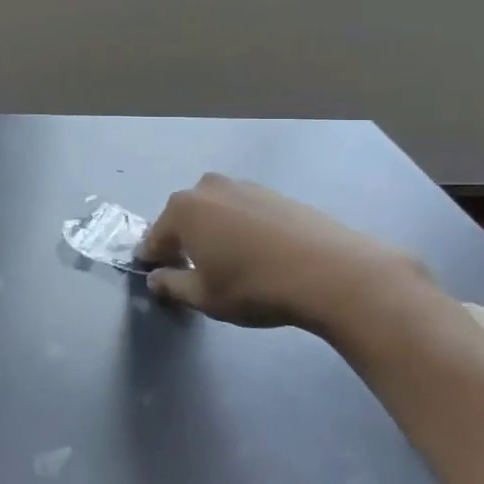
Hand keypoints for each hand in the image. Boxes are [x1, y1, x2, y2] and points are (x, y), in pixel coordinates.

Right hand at [137, 174, 431, 340]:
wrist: (330, 271)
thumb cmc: (254, 286)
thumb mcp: (204, 297)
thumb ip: (171, 286)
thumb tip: (156, 278)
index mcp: (182, 210)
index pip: (154, 238)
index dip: (153, 261)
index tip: (159, 280)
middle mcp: (207, 188)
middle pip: (183, 219)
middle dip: (183, 243)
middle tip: (196, 274)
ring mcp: (243, 186)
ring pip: (214, 212)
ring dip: (213, 233)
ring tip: (231, 264)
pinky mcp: (273, 193)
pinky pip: (243, 211)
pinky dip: (241, 228)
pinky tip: (259, 255)